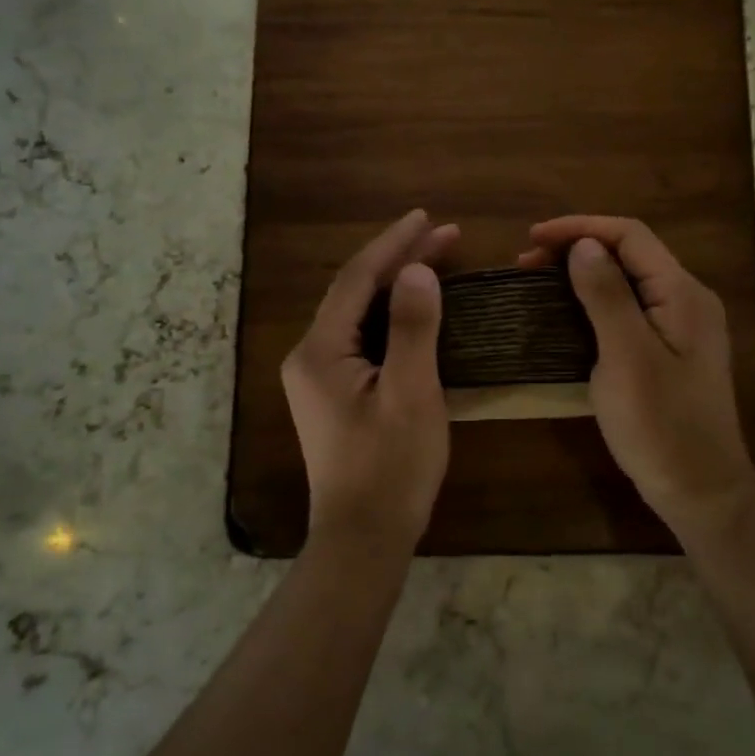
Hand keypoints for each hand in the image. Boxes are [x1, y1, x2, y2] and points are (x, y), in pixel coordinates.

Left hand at [283, 210, 459, 556]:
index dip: (393, 244)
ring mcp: (318, 376)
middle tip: (444, 234)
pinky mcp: (332, 393)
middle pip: (355, 291)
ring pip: (358, 313)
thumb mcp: (411, 394)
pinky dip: (390, 315)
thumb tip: (418, 270)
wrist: (363, 537)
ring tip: (436, 258)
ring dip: (395, 284)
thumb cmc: (391, 467)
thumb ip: (413, 327)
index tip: (428, 217)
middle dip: (398, 259)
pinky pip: (361, 337)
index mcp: (321, 350)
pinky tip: (415, 308)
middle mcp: (310, 355)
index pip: (357, 279)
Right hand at [520, 216, 754, 548]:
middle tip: (527, 263)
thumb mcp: (626, 357)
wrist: (700, 490)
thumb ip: (606, 295)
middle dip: (577, 249)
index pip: (630, 236)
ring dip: (582, 275)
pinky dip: (593, 303)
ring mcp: (680, 327)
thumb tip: (583, 245)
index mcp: (682, 293)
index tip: (532, 238)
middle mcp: (686, 300)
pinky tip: (566, 315)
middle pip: (630, 254)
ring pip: (627, 282)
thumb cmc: (660, 424)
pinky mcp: (668, 351)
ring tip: (538, 282)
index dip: (579, 228)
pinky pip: (628, 310)